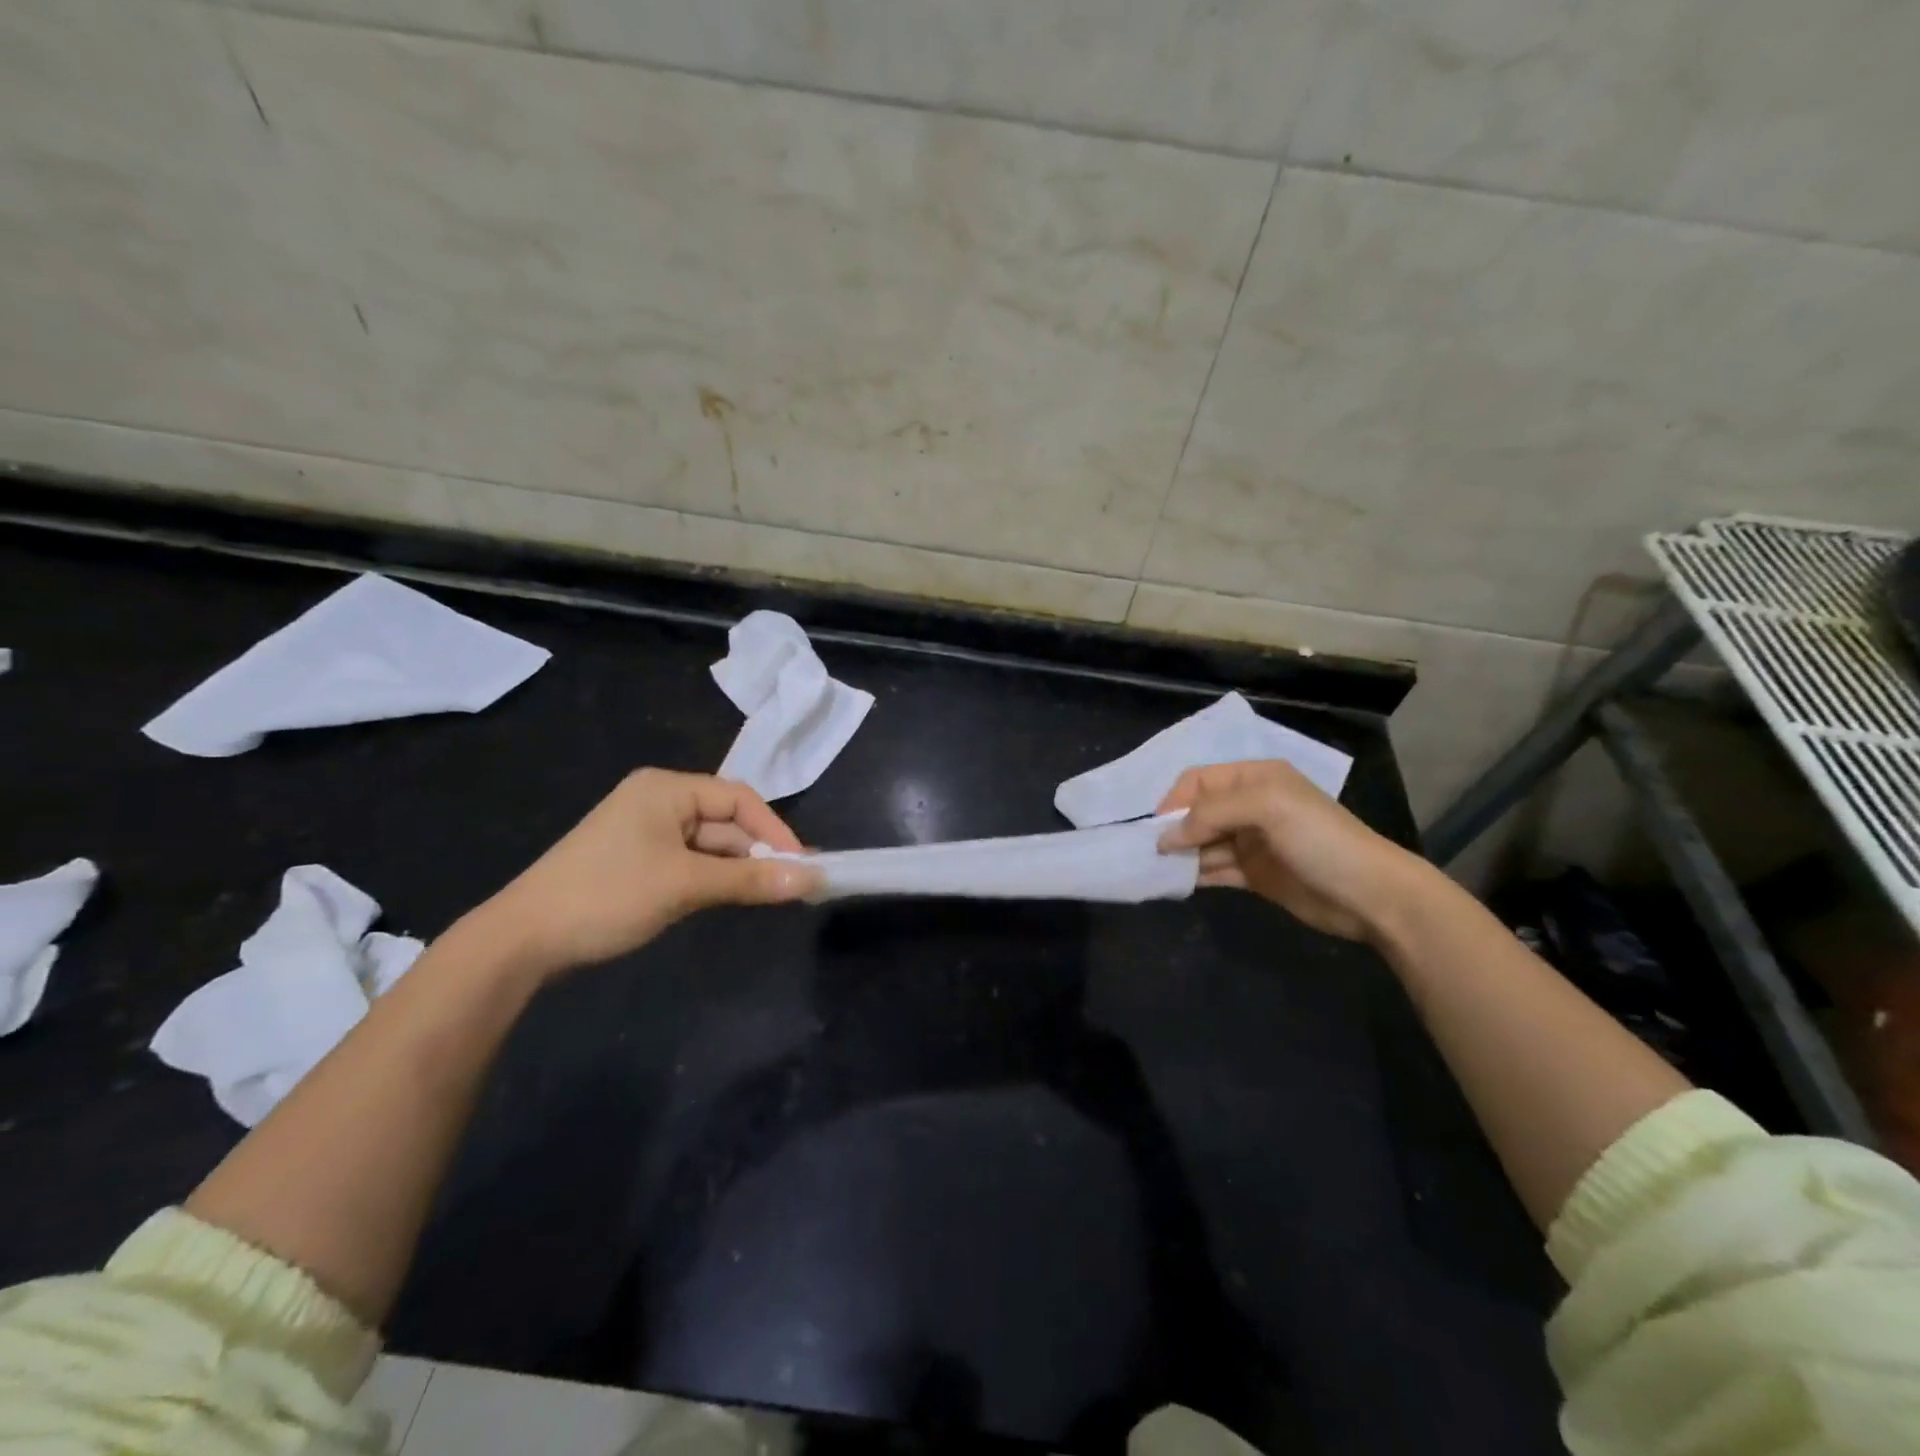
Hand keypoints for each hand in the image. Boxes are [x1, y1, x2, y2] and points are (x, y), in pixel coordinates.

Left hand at [472, 769, 819, 975]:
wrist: (522, 940)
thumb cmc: (609, 895)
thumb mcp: (686, 885)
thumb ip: (751, 879)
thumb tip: (811, 878)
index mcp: (666, 788)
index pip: (739, 798)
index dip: (775, 829)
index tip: (802, 865)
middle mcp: (657, 800)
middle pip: (725, 821)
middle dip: (756, 853)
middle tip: (790, 887)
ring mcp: (644, 832)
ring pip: (708, 845)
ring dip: (735, 869)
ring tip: (766, 897)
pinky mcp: (636, 861)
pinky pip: (688, 862)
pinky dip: (712, 879)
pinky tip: (729, 899)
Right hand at [1156, 760, 1433, 942]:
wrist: (1370, 895)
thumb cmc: (1319, 839)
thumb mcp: (1266, 808)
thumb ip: (1211, 813)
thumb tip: (1166, 837)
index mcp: (1255, 779)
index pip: (1199, 780)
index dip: (1174, 800)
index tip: (1156, 828)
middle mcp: (1250, 806)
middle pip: (1197, 812)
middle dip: (1174, 829)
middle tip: (1152, 853)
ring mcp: (1252, 842)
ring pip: (1202, 843)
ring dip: (1181, 854)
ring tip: (1157, 870)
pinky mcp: (1254, 874)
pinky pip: (1214, 869)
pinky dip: (1194, 875)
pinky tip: (1174, 883)